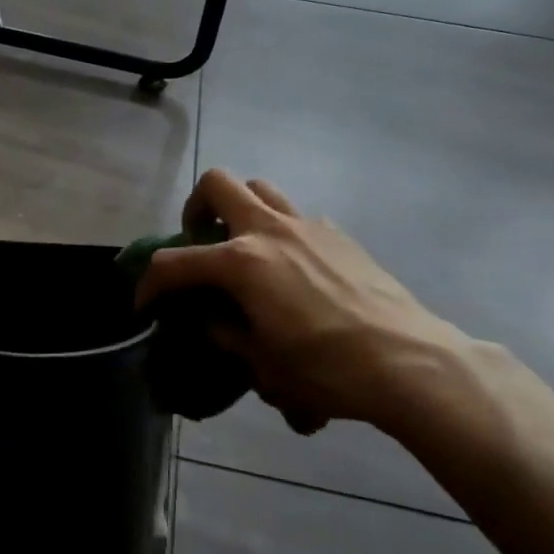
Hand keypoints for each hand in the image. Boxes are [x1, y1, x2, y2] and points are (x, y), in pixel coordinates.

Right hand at [137, 170, 471, 436]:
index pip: (174, 262)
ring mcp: (307, 225)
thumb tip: (211, 320)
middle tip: (199, 239)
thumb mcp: (262, 364)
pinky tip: (295, 271)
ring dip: (241, 208)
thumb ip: (225, 334)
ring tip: (243, 245)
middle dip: (196, 208)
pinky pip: (298, 218)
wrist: (408, 362)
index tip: (145, 304)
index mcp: (240, 262)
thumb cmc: (326, 369)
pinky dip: (283, 233)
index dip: (150, 283)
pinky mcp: (339, 234)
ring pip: (260, 188)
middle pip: (217, 184)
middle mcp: (268, 229)